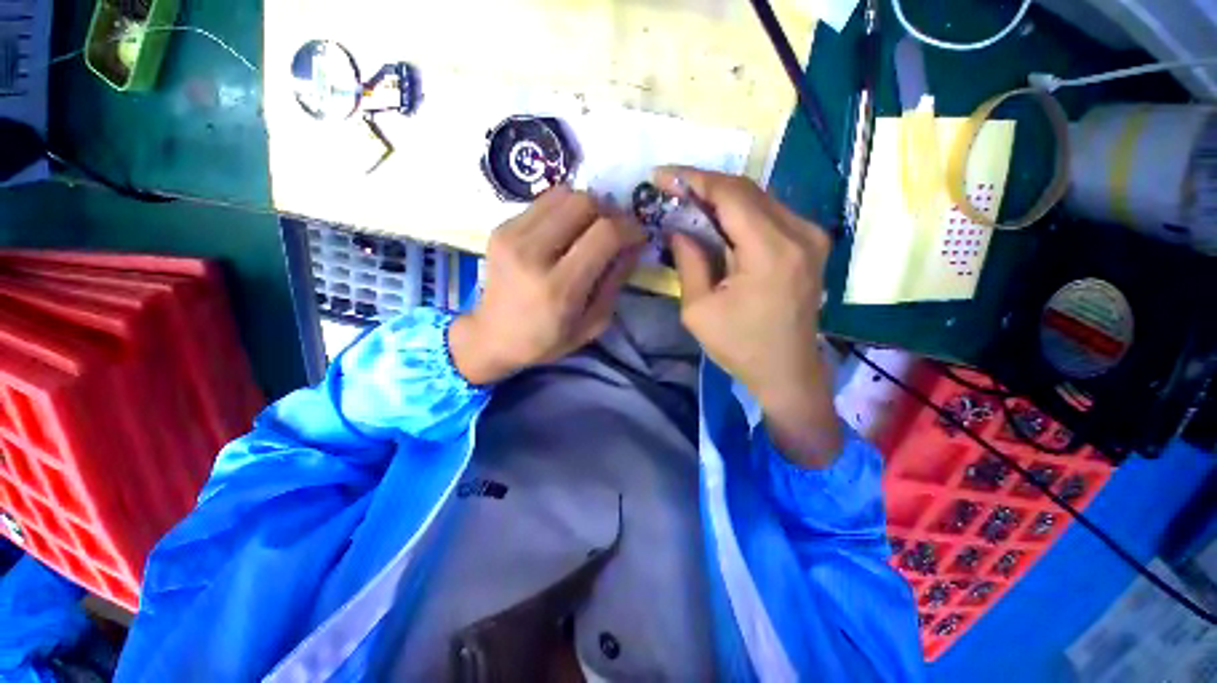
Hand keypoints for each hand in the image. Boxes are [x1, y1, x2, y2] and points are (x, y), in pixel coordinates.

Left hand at [449, 187, 645, 384]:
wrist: (492, 337)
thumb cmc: (546, 340)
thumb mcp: (592, 324)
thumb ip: (615, 282)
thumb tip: (633, 245)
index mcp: (559, 288)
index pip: (604, 234)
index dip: (630, 228)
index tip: (638, 236)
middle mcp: (533, 254)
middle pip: (584, 203)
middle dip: (609, 213)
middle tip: (615, 231)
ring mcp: (512, 236)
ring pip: (564, 194)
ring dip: (587, 207)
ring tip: (591, 229)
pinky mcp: (501, 227)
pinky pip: (544, 202)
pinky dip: (564, 210)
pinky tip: (565, 232)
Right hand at [656, 167, 841, 466]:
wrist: (787, 371)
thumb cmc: (740, 347)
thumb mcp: (699, 310)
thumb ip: (689, 261)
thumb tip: (679, 228)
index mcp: (771, 252)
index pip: (731, 195)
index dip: (694, 179)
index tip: (662, 176)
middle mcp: (799, 233)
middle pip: (747, 189)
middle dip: (705, 185)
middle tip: (671, 189)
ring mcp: (811, 236)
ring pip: (759, 197)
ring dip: (721, 197)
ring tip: (688, 202)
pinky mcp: (811, 243)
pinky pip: (770, 213)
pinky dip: (740, 211)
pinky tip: (717, 219)